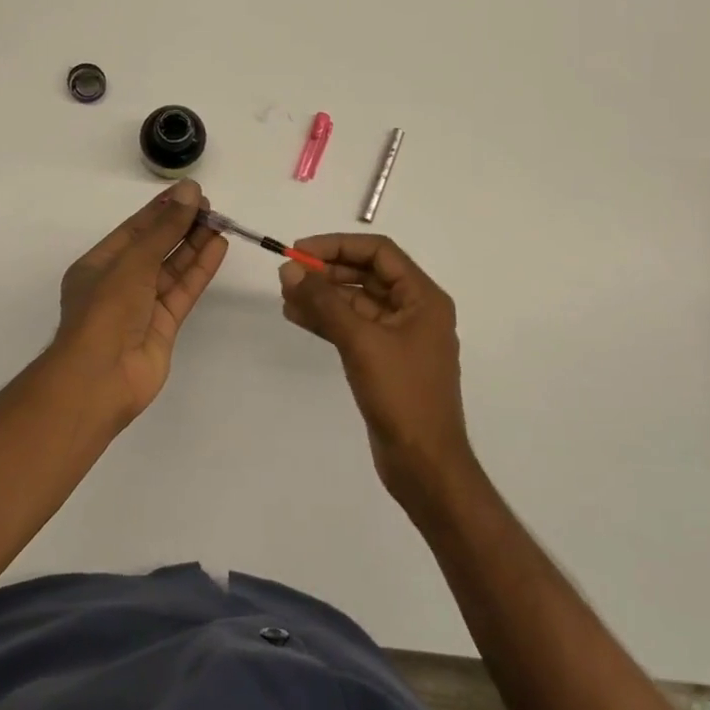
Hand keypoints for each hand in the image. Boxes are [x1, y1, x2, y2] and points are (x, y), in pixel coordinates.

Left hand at [53, 180, 227, 425]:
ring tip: (220, 222)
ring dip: (194, 245)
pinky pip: (183, 291)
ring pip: (172, 269)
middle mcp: (119, 283)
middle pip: (155, 248)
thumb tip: (189, 191)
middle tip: (210, 206)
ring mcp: (142, 307)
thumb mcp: (133, 261)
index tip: (189, 192)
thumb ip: (165, 228)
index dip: (161, 210)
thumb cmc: (106, 310)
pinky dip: (200, 270)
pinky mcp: (163, 326)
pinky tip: (218, 248)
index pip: (134, 230)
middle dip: (181, 226)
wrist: (101, 377)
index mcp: (98, 265)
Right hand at [278, 234, 473, 502]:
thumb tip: (290, 270)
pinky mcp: (384, 360)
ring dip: (323, 296)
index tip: (300, 251)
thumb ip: (324, 302)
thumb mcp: (361, 341)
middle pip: (366, 275)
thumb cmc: (402, 395)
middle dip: (327, 272)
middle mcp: (414, 310)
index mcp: (423, 298)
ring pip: (356, 302)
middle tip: (288, 275)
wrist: (424, 463)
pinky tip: (298, 316)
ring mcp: (399, 337)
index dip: (337, 246)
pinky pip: (353, 328)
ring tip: (285, 296)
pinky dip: (327, 320)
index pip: (379, 253)